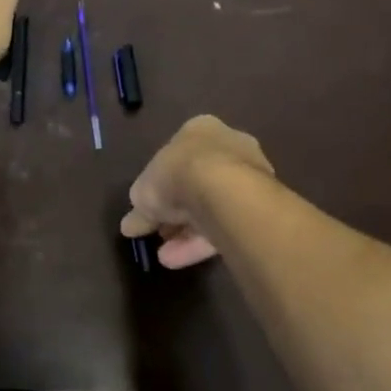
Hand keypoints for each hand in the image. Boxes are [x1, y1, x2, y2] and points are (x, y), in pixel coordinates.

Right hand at [120, 115, 273, 267]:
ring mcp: (250, 177)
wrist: (222, 189)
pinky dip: (202, 242)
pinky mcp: (260, 206)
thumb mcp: (142, 192)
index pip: (176, 158)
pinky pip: (225, 224)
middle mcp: (229, 147)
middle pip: (197, 184)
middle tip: (160, 233)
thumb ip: (138, 209)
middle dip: (176, 212)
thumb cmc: (177, 173)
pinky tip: (180, 259)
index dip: (160, 186)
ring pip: (212, 208)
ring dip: (187, 233)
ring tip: (166, 256)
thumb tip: (130, 225)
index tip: (149, 209)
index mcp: (199, 130)